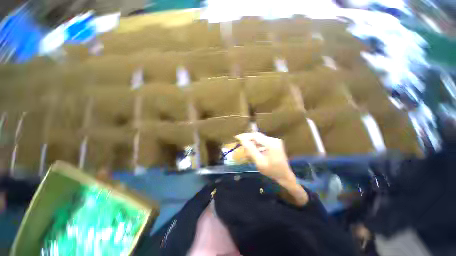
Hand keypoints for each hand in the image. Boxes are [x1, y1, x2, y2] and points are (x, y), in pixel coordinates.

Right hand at [235, 133, 307, 205]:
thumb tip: (242, 141)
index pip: (255, 136)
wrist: (285, 176)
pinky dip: (257, 145)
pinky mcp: (275, 143)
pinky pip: (263, 142)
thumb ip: (251, 150)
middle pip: (257, 136)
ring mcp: (275, 141)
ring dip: (252, 143)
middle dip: (248, 140)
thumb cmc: (272, 171)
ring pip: (259, 139)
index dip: (245, 136)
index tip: (237, 137)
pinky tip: (253, 151)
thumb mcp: (259, 162)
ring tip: (246, 150)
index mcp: (271, 144)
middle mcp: (274, 140)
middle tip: (241, 144)